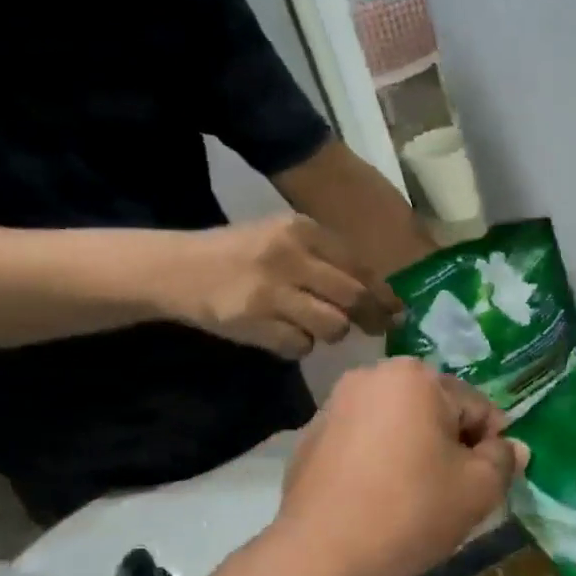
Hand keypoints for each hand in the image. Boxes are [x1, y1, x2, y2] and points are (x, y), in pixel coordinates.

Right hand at [155, 216, 401, 357]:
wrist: (177, 268)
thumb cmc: (241, 255)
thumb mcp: (284, 240)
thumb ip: (327, 260)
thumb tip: (379, 294)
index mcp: (301, 230)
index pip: (359, 266)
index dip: (384, 292)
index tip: (398, 309)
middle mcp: (289, 255)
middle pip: (354, 297)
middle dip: (372, 317)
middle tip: (380, 328)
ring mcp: (271, 290)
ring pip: (333, 326)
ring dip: (332, 332)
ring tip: (314, 326)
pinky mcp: (254, 321)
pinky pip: (300, 345)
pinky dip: (298, 345)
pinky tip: (282, 333)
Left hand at [276, 359, 526, 575]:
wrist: (322, 555)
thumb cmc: (411, 511)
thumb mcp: (479, 489)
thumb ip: (504, 460)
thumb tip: (514, 447)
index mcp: (415, 377)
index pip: (476, 406)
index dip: (492, 445)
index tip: (489, 482)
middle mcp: (371, 376)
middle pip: (435, 411)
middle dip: (451, 445)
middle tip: (454, 492)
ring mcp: (334, 406)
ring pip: (398, 426)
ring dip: (415, 452)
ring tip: (416, 499)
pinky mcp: (310, 439)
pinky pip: (364, 443)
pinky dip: (379, 462)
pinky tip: (379, 500)